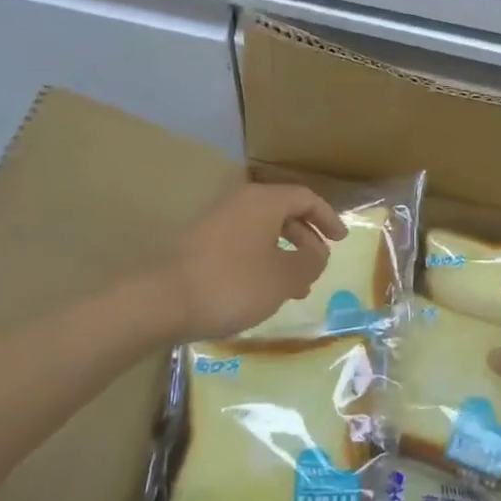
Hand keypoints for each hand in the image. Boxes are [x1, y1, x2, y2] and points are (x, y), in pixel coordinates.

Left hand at [163, 184, 346, 340]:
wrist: (159, 301)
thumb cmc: (232, 283)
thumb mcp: (284, 277)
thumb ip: (310, 263)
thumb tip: (318, 253)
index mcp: (264, 201)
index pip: (306, 198)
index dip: (328, 218)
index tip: (341, 240)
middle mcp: (239, 203)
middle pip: (283, 212)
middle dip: (305, 239)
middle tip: (318, 265)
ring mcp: (215, 223)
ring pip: (261, 232)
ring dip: (283, 254)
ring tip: (295, 287)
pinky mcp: (198, 246)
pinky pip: (241, 246)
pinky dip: (260, 262)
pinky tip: (261, 292)